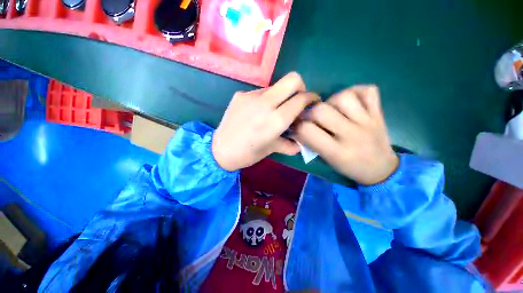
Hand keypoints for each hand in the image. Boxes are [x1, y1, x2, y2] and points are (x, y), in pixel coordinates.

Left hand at [212, 72, 318, 170]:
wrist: (220, 150)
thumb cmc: (248, 153)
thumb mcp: (272, 149)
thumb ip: (290, 145)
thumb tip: (301, 143)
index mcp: (276, 120)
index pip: (301, 99)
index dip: (311, 98)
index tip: (312, 102)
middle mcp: (266, 103)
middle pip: (292, 79)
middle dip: (301, 87)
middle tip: (297, 99)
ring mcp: (251, 96)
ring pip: (275, 86)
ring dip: (281, 95)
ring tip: (274, 110)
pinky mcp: (240, 94)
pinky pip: (260, 92)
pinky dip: (265, 99)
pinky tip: (258, 111)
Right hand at [294, 85, 397, 184]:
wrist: (381, 169)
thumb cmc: (349, 167)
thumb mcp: (326, 160)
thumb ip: (311, 143)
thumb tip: (297, 127)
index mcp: (336, 152)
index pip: (306, 130)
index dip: (296, 126)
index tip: (295, 126)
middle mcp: (351, 134)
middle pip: (321, 110)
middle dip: (309, 111)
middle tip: (310, 116)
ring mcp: (368, 121)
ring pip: (343, 96)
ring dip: (331, 100)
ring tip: (331, 109)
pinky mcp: (378, 113)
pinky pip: (367, 90)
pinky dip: (355, 91)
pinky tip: (349, 102)